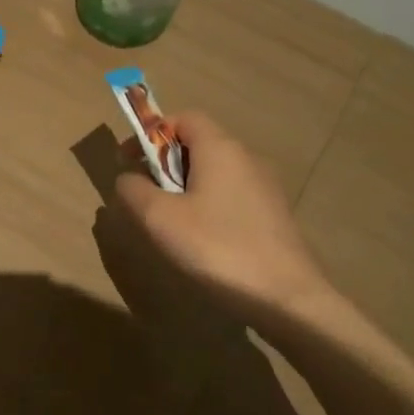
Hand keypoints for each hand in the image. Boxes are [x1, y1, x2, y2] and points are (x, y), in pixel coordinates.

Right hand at [112, 111, 333, 324]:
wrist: (285, 297)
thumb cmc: (216, 247)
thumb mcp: (159, 218)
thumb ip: (133, 190)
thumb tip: (128, 179)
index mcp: (220, 148)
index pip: (183, 117)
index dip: (152, 132)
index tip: (129, 161)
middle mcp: (246, 158)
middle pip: (198, 143)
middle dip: (165, 162)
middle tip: (144, 195)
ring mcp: (265, 187)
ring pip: (214, 172)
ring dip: (185, 186)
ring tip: (169, 222)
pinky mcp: (273, 214)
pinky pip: (230, 195)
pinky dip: (207, 204)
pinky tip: (200, 239)